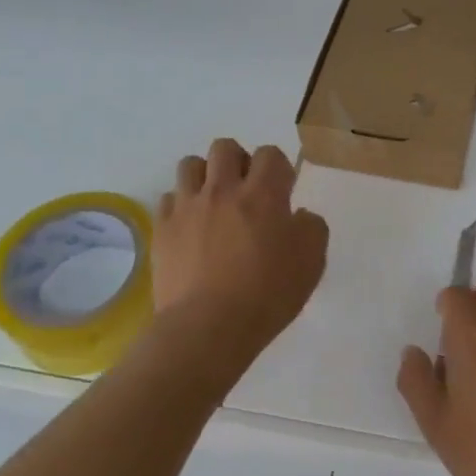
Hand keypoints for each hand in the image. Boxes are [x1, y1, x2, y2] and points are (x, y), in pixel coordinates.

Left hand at [154, 139, 328, 356]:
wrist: (208, 327)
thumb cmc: (268, 294)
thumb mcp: (312, 262)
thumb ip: (312, 228)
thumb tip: (297, 216)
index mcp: (263, 193)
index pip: (269, 154)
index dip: (278, 168)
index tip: (281, 192)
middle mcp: (223, 190)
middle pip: (225, 147)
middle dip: (238, 161)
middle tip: (245, 191)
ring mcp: (188, 207)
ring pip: (190, 165)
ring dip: (205, 176)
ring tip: (213, 202)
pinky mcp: (162, 229)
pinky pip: (168, 199)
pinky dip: (181, 206)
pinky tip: (190, 228)